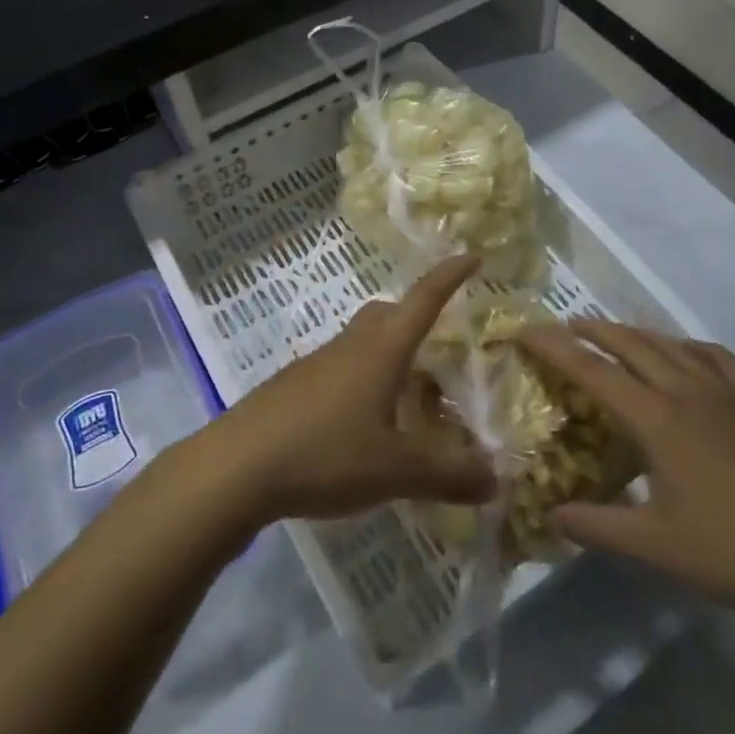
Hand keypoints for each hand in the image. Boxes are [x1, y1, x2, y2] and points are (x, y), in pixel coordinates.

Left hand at [202, 255, 497, 521]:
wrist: (237, 467)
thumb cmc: (325, 453)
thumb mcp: (396, 470)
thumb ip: (448, 474)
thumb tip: (497, 479)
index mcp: (381, 351)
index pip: (423, 300)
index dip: (450, 276)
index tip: (472, 255)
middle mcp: (349, 346)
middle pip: (386, 314)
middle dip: (414, 317)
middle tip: (438, 344)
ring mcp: (315, 364)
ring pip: (360, 343)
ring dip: (387, 356)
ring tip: (406, 397)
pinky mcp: (292, 387)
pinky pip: (337, 370)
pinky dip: (360, 383)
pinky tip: (361, 425)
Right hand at [516, 321, 734, 617]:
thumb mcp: (657, 547)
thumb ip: (598, 526)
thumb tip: (551, 515)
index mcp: (657, 419)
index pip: (592, 370)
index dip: (554, 348)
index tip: (524, 331)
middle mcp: (685, 391)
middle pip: (630, 343)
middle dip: (591, 330)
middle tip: (562, 326)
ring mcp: (724, 393)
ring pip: (669, 344)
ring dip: (633, 332)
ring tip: (611, 333)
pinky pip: (714, 357)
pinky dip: (688, 346)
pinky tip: (684, 354)